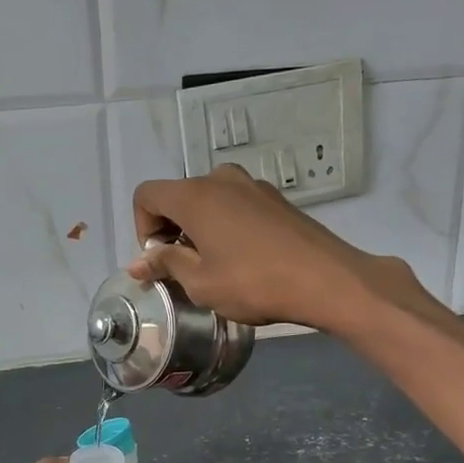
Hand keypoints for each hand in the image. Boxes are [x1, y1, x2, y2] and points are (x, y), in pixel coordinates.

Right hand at [130, 164, 411, 333]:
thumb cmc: (253, 283)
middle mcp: (221, 179)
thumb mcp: (200, 283)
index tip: (160, 260)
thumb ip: (166, 265)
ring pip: (209, 200)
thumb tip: (138, 263)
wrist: (325, 279)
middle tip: (183, 268)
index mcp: (195, 195)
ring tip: (214, 265)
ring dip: (200, 228)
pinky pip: (236, 205)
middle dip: (171, 229)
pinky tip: (243, 259)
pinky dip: (226, 225)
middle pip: (179, 195)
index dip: (143, 228)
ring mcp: (253, 185)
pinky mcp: (276, 199)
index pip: (147, 195)